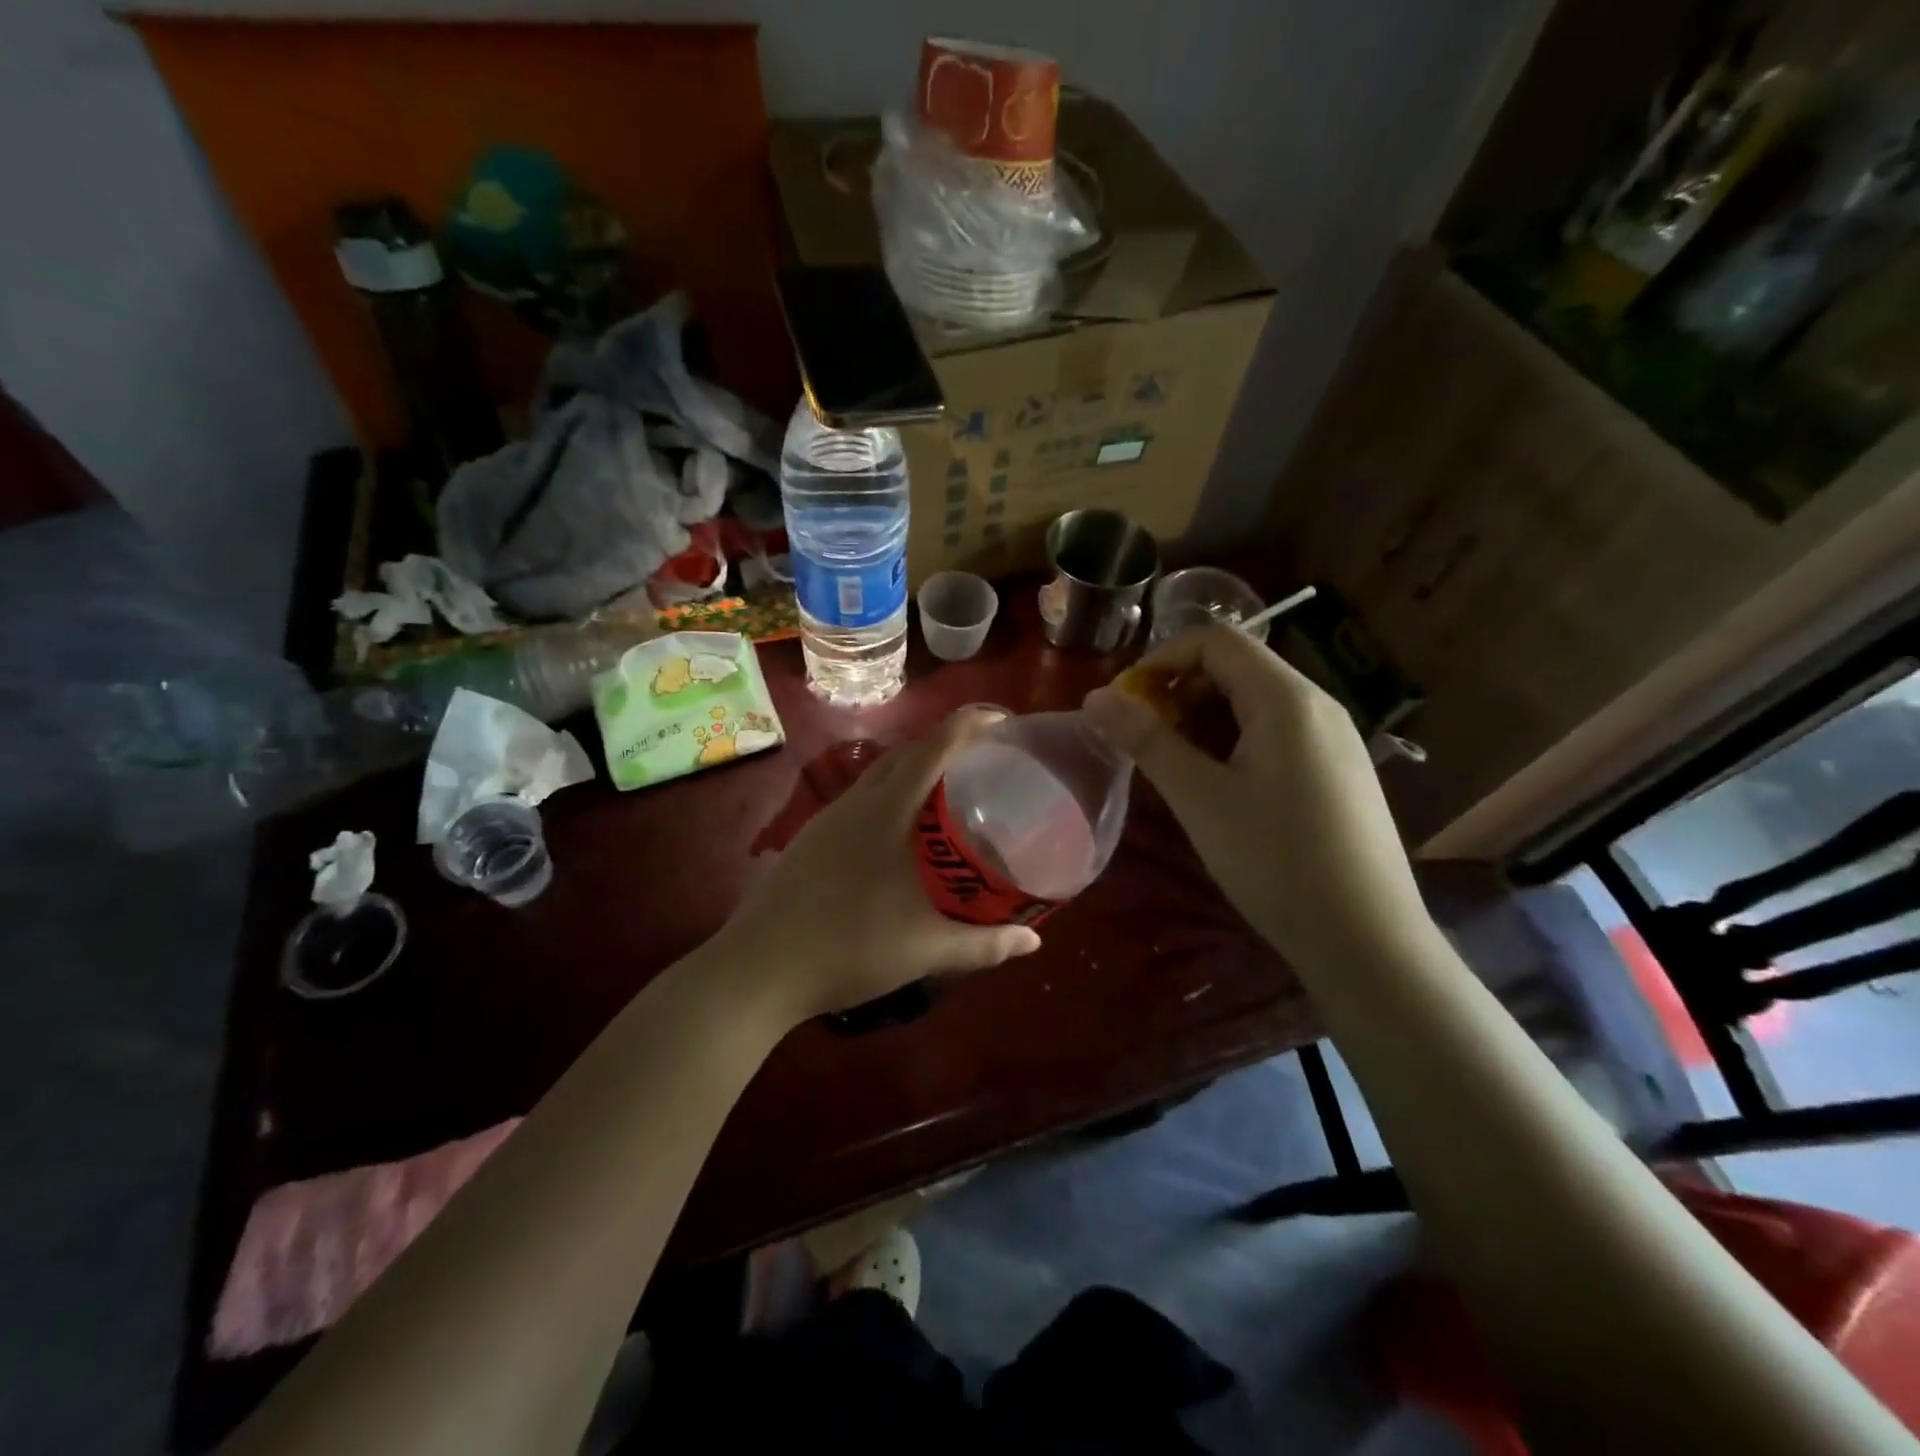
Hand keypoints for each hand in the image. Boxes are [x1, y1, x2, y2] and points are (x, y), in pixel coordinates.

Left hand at [719, 707, 1041, 1025]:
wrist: (757, 971)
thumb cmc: (848, 948)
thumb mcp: (925, 949)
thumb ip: (984, 944)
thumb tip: (1034, 940)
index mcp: (885, 811)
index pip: (933, 749)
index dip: (969, 726)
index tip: (1003, 722)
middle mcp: (855, 803)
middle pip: (907, 754)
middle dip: (947, 744)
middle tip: (986, 758)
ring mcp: (828, 820)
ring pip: (880, 776)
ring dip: (917, 770)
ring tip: (951, 790)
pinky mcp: (812, 839)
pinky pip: (862, 799)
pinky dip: (892, 796)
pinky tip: (902, 831)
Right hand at [1082, 626, 1429, 968]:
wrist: (1368, 940)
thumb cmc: (1276, 862)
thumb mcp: (1200, 798)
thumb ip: (1146, 740)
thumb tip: (1094, 698)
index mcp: (1286, 698)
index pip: (1214, 639)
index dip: (1160, 660)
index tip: (1125, 705)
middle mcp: (1316, 703)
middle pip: (1236, 666)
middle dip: (1179, 691)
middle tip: (1145, 740)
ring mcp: (1333, 737)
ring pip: (1255, 700)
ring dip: (1204, 718)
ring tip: (1176, 767)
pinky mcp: (1338, 769)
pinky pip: (1277, 731)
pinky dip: (1235, 741)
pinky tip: (1221, 787)